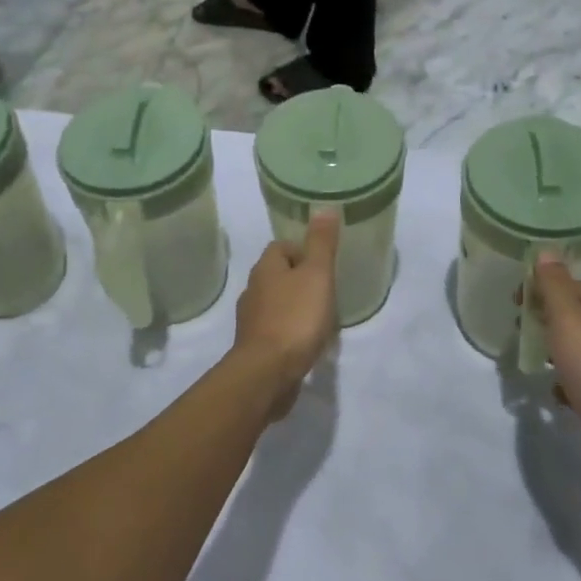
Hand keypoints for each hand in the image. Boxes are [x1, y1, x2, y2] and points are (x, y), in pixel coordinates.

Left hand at [231, 212, 340, 410]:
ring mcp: (252, 321)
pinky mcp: (255, 348)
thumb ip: (322, 243)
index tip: (325, 264)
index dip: (303, 251)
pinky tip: (309, 343)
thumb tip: (325, 207)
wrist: (267, 373)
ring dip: (297, 308)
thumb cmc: (295, 318)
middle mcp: (253, 291)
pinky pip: (277, 331)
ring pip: (277, 304)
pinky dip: (291, 333)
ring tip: (322, 318)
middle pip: (278, 276)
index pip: (281, 247)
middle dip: (301, 280)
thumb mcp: (316, 274)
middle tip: (328, 290)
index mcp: (265, 269)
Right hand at [534, 255, 580, 481]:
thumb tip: (546, 252)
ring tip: (528, 353)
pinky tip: (550, 389)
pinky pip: (577, 382)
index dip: (544, 285)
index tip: (516, 296)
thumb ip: (554, 286)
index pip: (574, 287)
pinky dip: (561, 382)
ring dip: (552, 349)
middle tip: (518, 322)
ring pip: (575, 350)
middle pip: (574, 317)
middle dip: (546, 316)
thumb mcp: (569, 317)